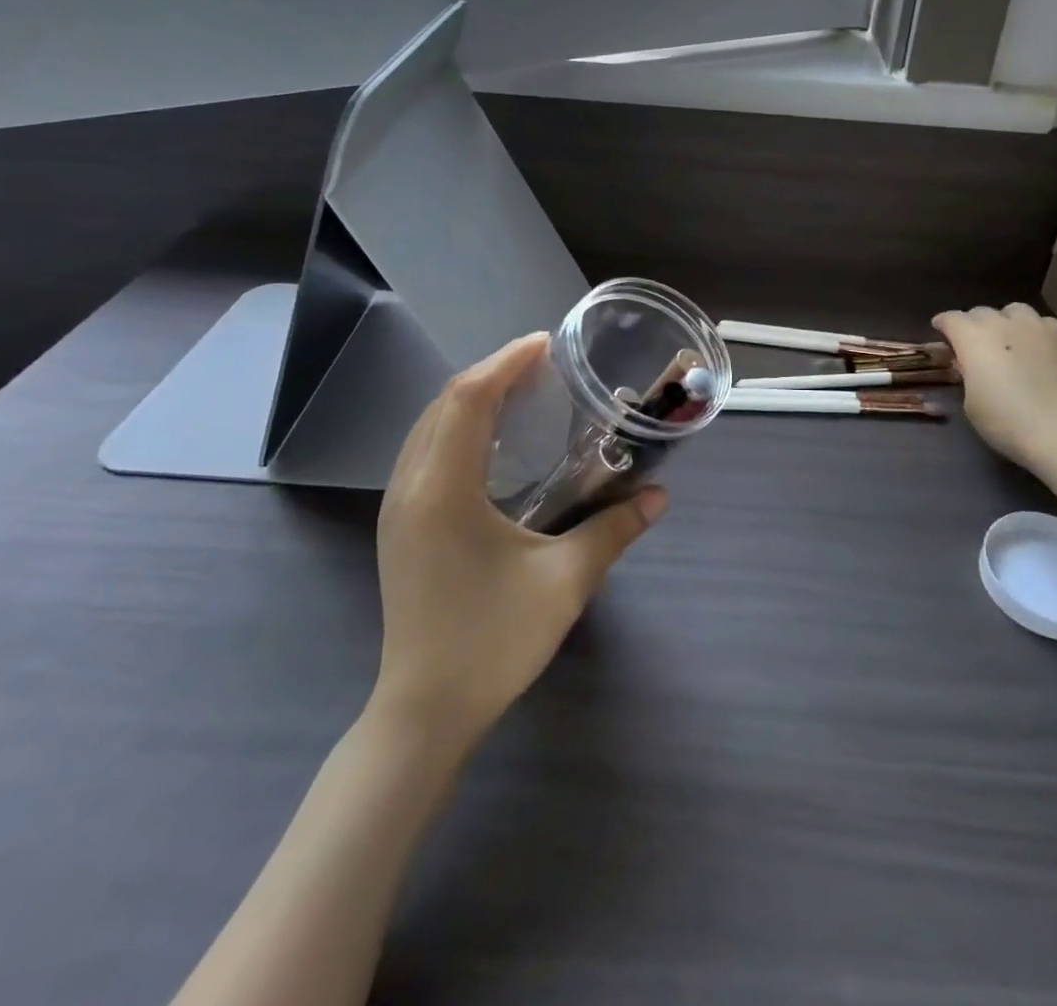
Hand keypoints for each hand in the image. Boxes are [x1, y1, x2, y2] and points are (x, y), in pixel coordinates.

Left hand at [367, 334, 666, 751]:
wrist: (423, 712)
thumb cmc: (492, 642)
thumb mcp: (564, 581)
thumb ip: (614, 529)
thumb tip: (659, 495)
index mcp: (443, 490)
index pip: (468, 400)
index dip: (505, 363)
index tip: (545, 344)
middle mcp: (410, 487)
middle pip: (443, 404)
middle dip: (490, 373)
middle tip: (540, 363)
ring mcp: (398, 508)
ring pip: (428, 427)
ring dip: (470, 398)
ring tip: (519, 390)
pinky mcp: (400, 526)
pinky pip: (424, 452)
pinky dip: (457, 427)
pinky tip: (490, 441)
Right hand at [933, 304, 1056, 469]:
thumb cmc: (1005, 421)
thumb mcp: (971, 402)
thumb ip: (967, 374)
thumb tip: (970, 364)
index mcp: (972, 338)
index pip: (951, 318)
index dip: (944, 325)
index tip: (941, 333)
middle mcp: (1002, 323)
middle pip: (981, 312)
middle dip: (974, 324)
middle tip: (976, 344)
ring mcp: (1036, 326)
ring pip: (1015, 311)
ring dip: (1006, 322)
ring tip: (1010, 340)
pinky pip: (1043, 323)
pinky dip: (1035, 331)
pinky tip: (1039, 349)